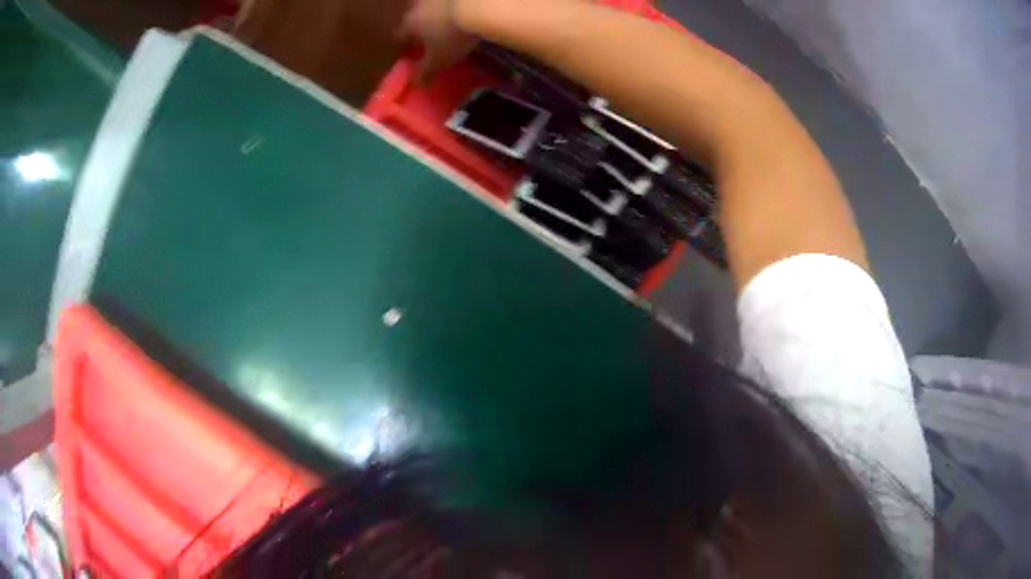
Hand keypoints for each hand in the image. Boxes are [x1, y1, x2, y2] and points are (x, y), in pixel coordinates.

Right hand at [399, 0, 476, 82]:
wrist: (477, 6)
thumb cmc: (452, 36)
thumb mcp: (439, 59)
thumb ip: (426, 71)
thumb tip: (416, 83)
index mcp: (410, 23)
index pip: (400, 35)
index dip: (404, 43)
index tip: (409, 49)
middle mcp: (418, 5)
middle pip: (412, 14)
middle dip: (418, 22)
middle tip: (428, 31)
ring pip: (430, 4)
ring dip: (434, 10)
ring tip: (445, 18)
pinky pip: (450, 1)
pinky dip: (453, 4)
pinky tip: (461, 8)